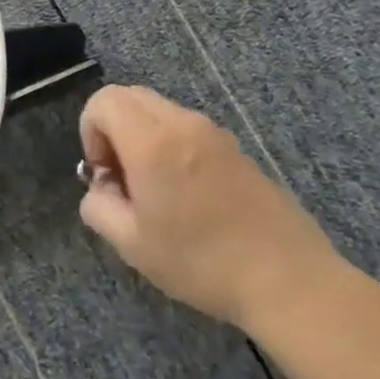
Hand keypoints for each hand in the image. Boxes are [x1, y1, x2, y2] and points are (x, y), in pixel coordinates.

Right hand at [77, 85, 341, 329]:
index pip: (104, 101)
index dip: (90, 131)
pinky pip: (189, 130)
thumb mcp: (131, 244)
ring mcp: (215, 134)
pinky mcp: (237, 150)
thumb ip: (98, 207)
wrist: (289, 281)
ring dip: (143, 138)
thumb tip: (101, 189)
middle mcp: (183, 124)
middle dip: (113, 129)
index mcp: (152, 141)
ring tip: (155, 191)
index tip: (104, 174)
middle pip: (130, 97)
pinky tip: (189, 198)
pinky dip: (172, 147)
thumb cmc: (201, 262)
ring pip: (160, 112)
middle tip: (123, 178)